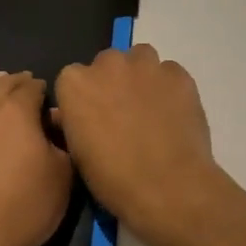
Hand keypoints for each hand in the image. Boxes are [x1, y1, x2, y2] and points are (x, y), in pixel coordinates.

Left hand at [0, 71, 73, 245]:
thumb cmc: (27, 205)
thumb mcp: (63, 175)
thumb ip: (62, 143)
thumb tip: (55, 123)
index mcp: (17, 111)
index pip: (33, 87)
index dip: (44, 89)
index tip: (52, 97)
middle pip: (2, 87)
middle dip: (17, 83)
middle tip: (28, 83)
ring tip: (0, 86)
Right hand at [53, 45, 224, 244]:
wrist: (167, 186)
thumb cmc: (113, 178)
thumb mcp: (78, 154)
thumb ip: (70, 123)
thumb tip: (67, 115)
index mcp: (74, 83)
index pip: (73, 79)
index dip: (84, 99)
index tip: (92, 119)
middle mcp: (107, 64)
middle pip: (107, 64)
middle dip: (112, 83)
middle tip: (123, 114)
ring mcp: (146, 65)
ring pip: (140, 59)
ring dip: (141, 77)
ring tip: (150, 109)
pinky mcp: (178, 74)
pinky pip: (170, 73)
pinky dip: (169, 87)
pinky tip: (174, 114)